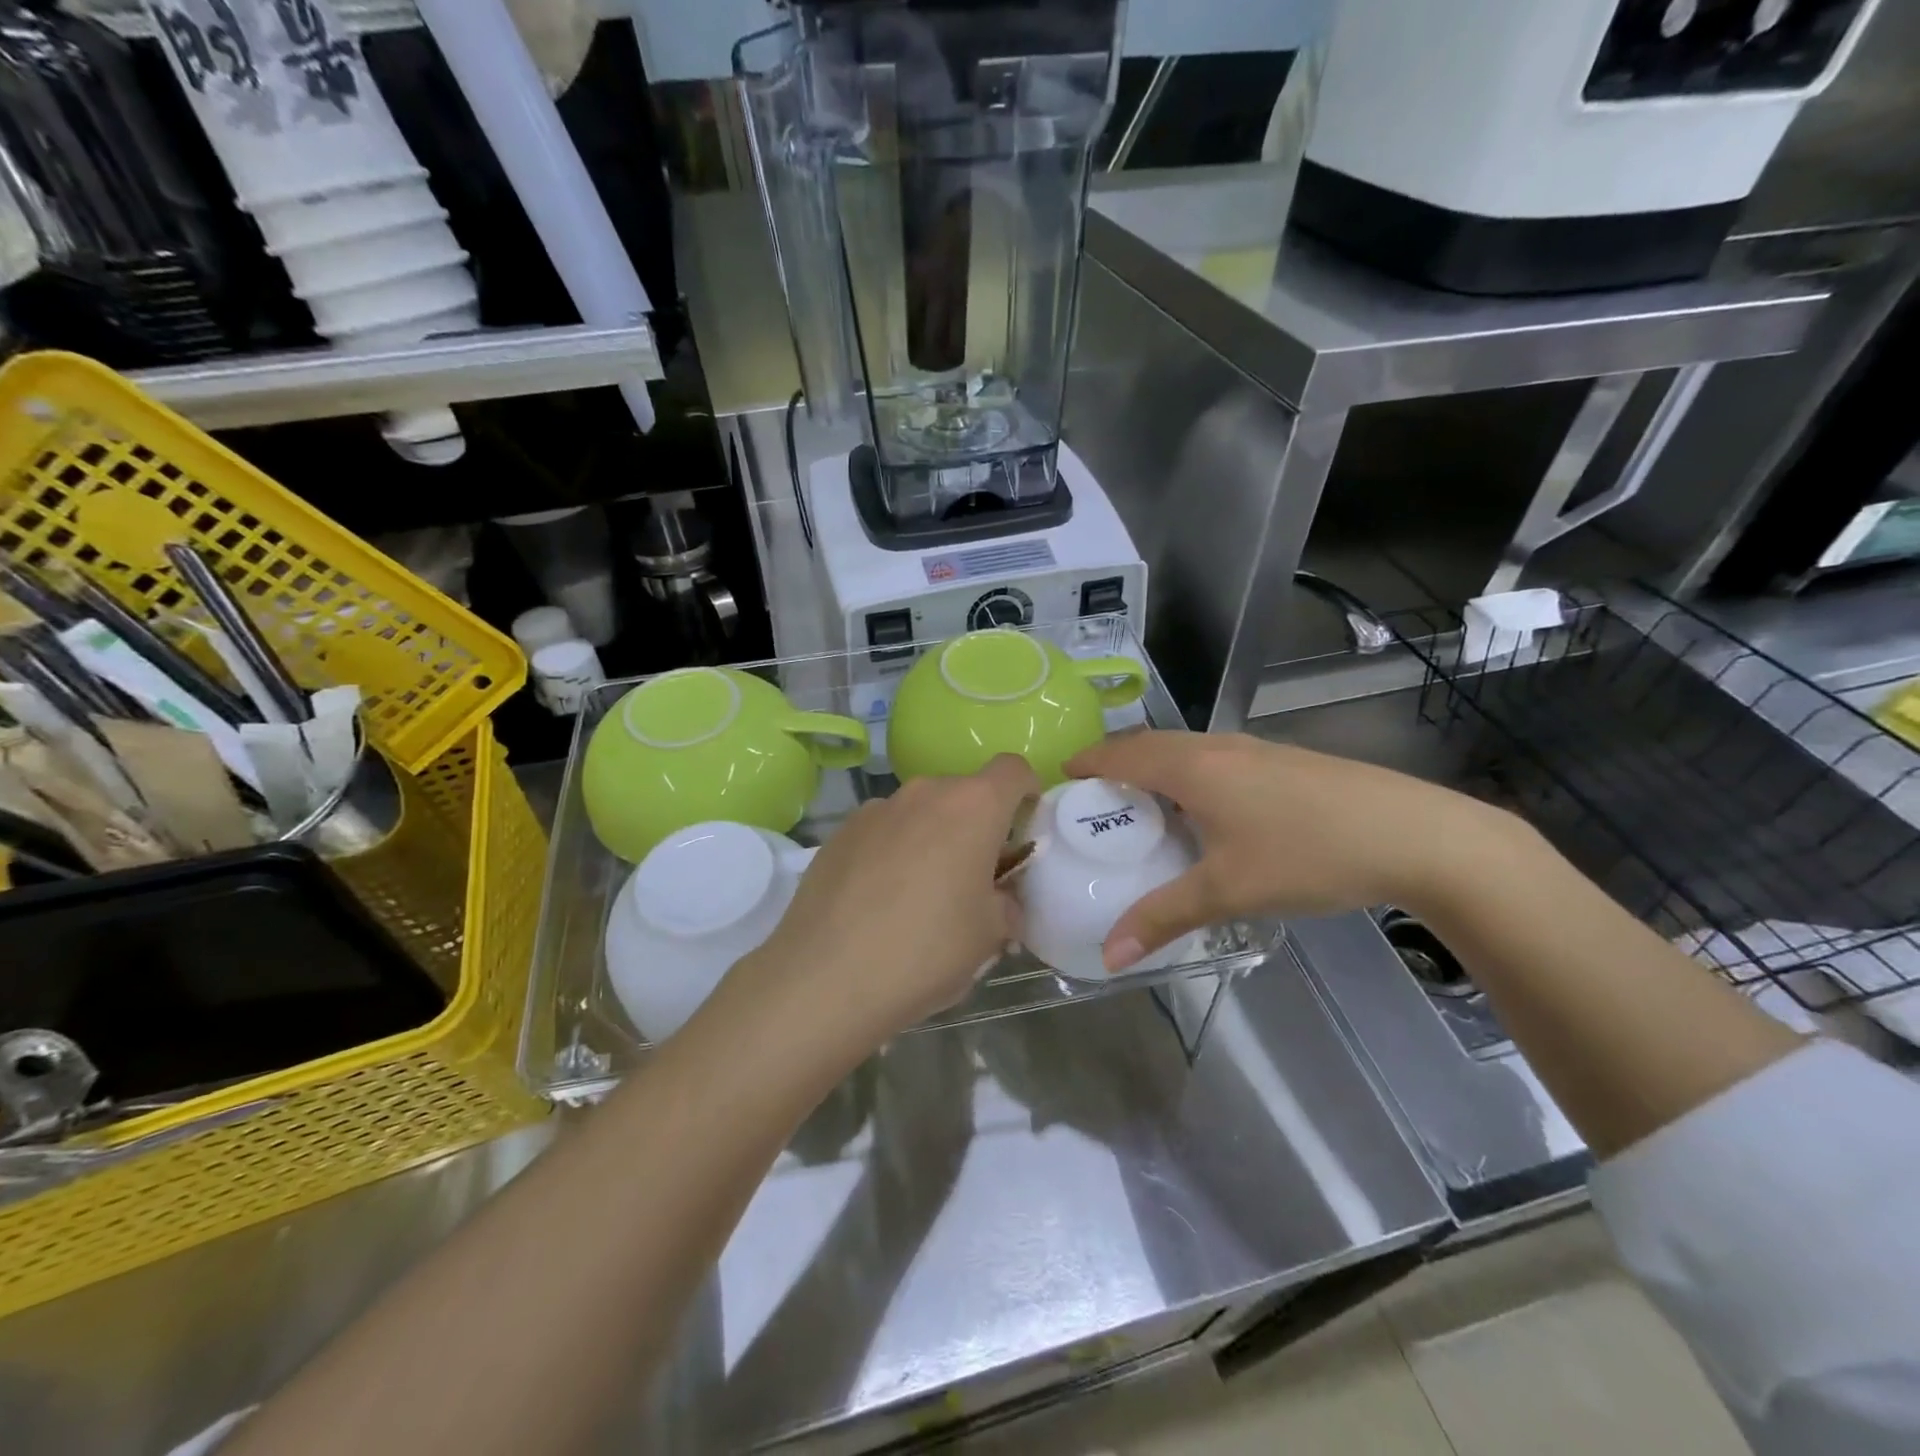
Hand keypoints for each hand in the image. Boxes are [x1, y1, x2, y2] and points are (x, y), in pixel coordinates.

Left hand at [734, 754, 1040, 1049]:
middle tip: (972, 876)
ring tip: (919, 893)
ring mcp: (876, 809)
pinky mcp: (840, 832)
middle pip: (964, 793)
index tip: (1022, 829)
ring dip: (931, 837)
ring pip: (920, 811)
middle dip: (976, 825)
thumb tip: (998, 899)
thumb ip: (1006, 903)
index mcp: (973, 807)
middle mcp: (924, 793)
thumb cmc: (927, 951)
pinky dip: (892, 850)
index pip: (1014, 770)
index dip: (1026, 792)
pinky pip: (882, 830)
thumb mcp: (990, 936)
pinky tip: (877, 899)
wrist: (826, 977)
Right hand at [1065, 731, 1513, 969]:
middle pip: (1150, 744)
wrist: (1417, 834)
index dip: (1087, 762)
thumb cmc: (1308, 855)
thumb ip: (1162, 918)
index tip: (1060, 780)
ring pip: (1186, 750)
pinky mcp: (1283, 761)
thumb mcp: (1228, 891)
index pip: (1121, 753)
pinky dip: (1187, 776)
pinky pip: (1214, 759)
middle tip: (1094, 801)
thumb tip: (1108, 957)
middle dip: (1115, 765)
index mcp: (1193, 767)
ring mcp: (1255, 749)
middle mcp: (1218, 746)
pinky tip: (1204, 813)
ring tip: (1141, 809)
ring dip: (1154, 769)